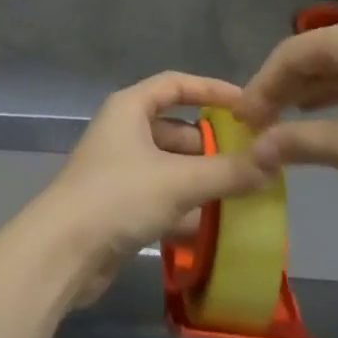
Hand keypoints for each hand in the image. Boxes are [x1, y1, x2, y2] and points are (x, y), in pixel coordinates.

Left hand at [23, 72, 272, 305]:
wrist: (62, 253)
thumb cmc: (119, 197)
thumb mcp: (180, 181)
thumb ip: (228, 172)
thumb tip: (274, 161)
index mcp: (130, 107)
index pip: (177, 84)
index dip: (212, 90)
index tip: (247, 104)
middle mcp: (123, 129)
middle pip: (175, 127)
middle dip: (210, 144)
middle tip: (248, 159)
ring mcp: (118, 167)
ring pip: (169, 164)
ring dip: (198, 178)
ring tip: (237, 193)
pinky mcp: (117, 203)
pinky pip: (159, 193)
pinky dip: (182, 204)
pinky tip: (208, 226)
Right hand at [235, 17, 337, 210]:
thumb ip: (299, 143)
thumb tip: (255, 150)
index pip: (288, 55)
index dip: (260, 87)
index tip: (241, 121)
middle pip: (309, 56)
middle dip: (280, 89)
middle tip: (257, 125)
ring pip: (332, 67)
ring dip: (305, 94)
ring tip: (280, 124)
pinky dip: (332, 96)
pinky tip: (321, 117)